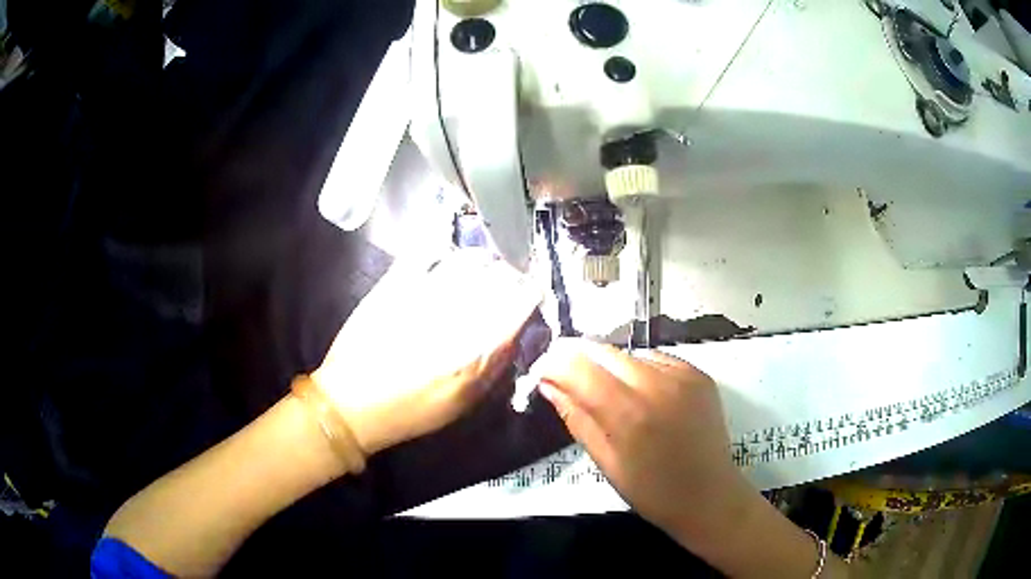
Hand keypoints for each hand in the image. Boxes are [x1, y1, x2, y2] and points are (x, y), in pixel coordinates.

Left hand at [313, 249, 540, 456]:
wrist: (353, 404)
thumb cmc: (413, 410)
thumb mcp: (465, 402)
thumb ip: (497, 365)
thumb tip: (516, 331)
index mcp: (476, 348)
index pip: (519, 301)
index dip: (532, 290)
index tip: (533, 289)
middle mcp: (455, 314)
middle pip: (498, 275)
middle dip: (511, 275)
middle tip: (508, 281)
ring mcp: (422, 294)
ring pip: (468, 259)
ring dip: (483, 260)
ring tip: (483, 266)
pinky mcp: (395, 284)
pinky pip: (426, 252)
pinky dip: (443, 249)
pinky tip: (447, 257)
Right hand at [532, 339, 752, 541]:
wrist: (709, 495)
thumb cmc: (652, 491)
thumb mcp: (605, 462)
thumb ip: (576, 418)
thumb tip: (549, 384)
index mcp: (628, 413)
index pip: (579, 367)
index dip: (555, 364)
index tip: (544, 373)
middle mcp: (656, 384)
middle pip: (604, 352)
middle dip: (581, 361)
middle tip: (572, 381)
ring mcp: (683, 375)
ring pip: (630, 354)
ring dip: (613, 368)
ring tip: (615, 397)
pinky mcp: (699, 374)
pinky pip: (657, 360)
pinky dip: (642, 372)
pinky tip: (646, 397)